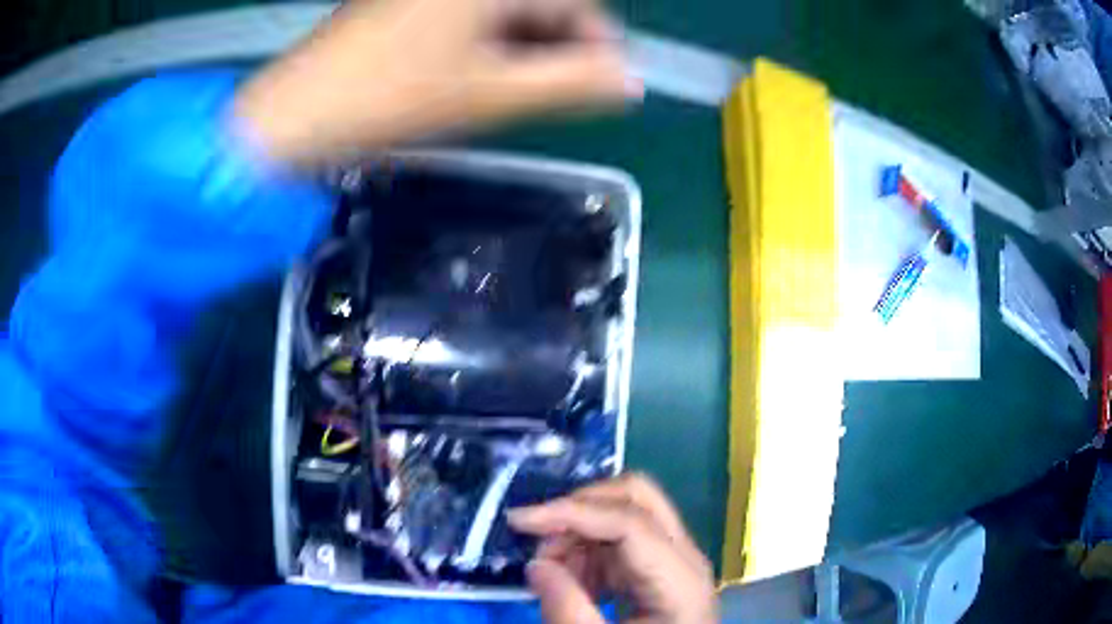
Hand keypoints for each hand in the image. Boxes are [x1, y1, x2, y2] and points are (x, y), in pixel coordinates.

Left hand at [234, 0, 640, 164]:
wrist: (293, 117)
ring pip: (503, 12)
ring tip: (513, 91)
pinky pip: (468, 17)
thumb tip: (631, 83)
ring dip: (522, 48)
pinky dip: (485, 43)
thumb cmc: (390, 100)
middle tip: (552, 94)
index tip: (604, 86)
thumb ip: (572, 84)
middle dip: (556, 47)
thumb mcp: (493, 94)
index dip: (597, 44)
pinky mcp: (404, 5)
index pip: (575, 4)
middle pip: (538, 4)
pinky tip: (475, 75)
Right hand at [508, 474, 717, 623]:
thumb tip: (536, 564)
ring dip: (580, 533)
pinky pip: (621, 540)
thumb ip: (567, 610)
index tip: (519, 520)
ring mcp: (675, 559)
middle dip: (579, 509)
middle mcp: (684, 556)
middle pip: (637, 498)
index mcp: (680, 579)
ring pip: (625, 514)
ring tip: (555, 575)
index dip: (571, 513)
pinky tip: (575, 583)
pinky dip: (589, 551)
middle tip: (538, 541)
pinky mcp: (660, 568)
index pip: (629, 521)